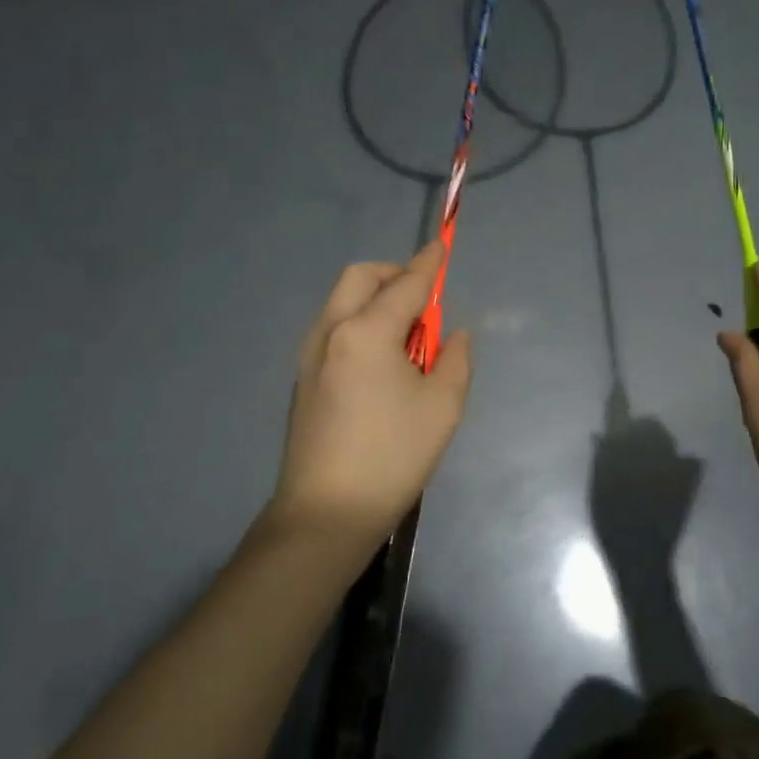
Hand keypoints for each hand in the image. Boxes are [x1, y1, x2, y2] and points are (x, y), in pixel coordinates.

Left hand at [269, 241, 473, 560]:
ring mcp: (310, 355)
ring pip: (342, 302)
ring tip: (407, 336)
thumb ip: (455, 359)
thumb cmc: (393, 456)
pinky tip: (381, 361)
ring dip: (375, 299)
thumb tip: (453, 335)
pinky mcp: (303, 378)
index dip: (428, 264)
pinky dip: (359, 323)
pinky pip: (334, 328)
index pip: (405, 285)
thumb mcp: (442, 407)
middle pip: (360, 278)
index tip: (442, 246)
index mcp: (366, 332)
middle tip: (425, 301)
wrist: (327, 511)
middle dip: (394, 275)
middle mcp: (331, 331)